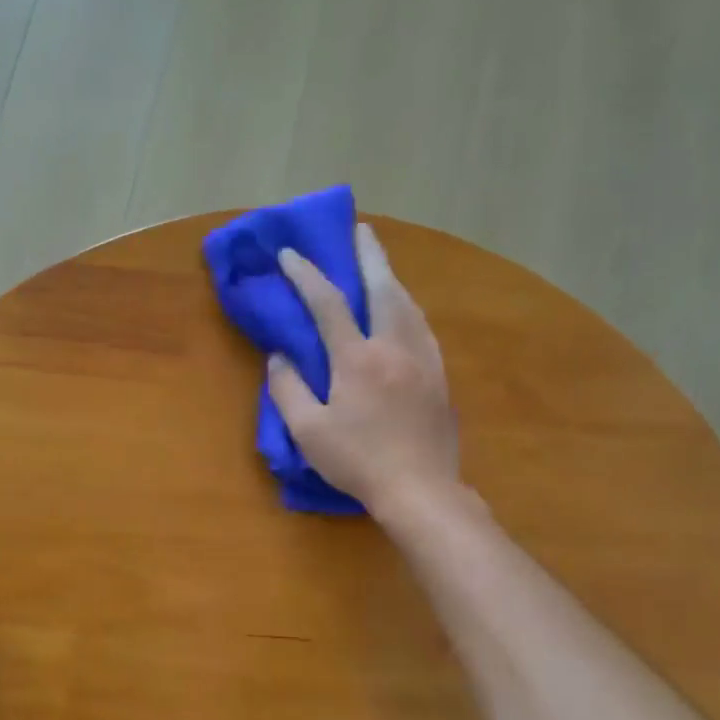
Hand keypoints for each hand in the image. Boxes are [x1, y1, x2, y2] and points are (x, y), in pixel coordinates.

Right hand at [268, 222, 459, 516]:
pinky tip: (405, 310)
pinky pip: (423, 327)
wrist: (421, 490)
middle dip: (369, 255)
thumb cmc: (358, 462)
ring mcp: (423, 360)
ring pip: (408, 305)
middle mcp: (394, 347)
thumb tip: (279, 357)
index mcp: (357, 359)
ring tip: (380, 264)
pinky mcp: (439, 376)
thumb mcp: (308, 431)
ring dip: (391, 277)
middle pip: (383, 288)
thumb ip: (288, 389)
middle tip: (361, 229)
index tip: (290, 253)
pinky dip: (408, 307)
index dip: (306, 275)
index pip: (328, 304)